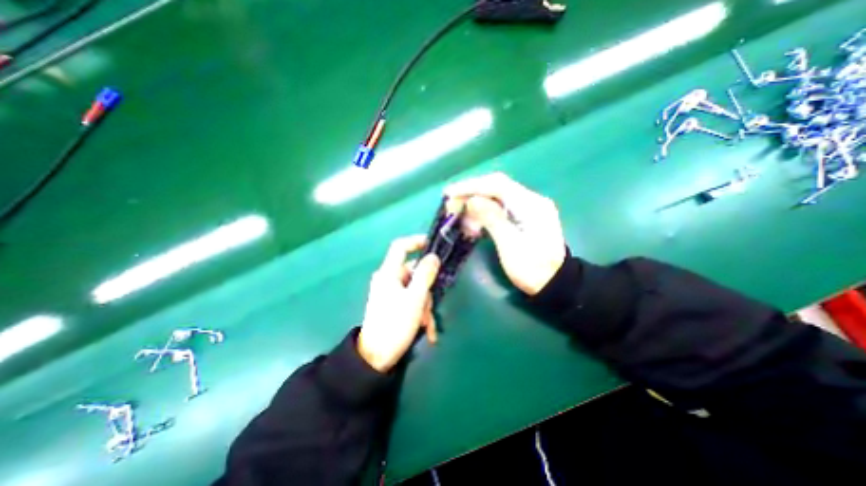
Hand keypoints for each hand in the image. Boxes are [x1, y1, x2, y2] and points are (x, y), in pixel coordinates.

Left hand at [358, 236, 439, 371]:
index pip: (400, 246)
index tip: (433, 246)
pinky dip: (420, 312)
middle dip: (427, 290)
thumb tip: (433, 257)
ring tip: (426, 325)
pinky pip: (411, 300)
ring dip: (425, 305)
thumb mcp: (415, 298)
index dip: (416, 241)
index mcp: (389, 273)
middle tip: (431, 307)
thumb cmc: (395, 324)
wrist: (375, 357)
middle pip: (414, 273)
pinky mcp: (393, 304)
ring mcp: (390, 292)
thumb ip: (425, 275)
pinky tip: (426, 329)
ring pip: (415, 289)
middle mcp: (388, 279)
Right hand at [442, 174, 566, 295]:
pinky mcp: (525, 217)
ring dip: (477, 204)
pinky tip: (474, 221)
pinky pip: (501, 207)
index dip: (472, 186)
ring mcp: (529, 208)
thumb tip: (472, 200)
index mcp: (531, 205)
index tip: (450, 193)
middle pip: (497, 187)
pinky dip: (485, 212)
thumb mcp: (510, 246)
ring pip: (497, 197)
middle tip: (451, 204)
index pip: (498, 185)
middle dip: (472, 193)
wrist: (555, 284)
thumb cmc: (532, 269)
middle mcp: (531, 200)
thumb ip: (493, 219)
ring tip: (459, 215)